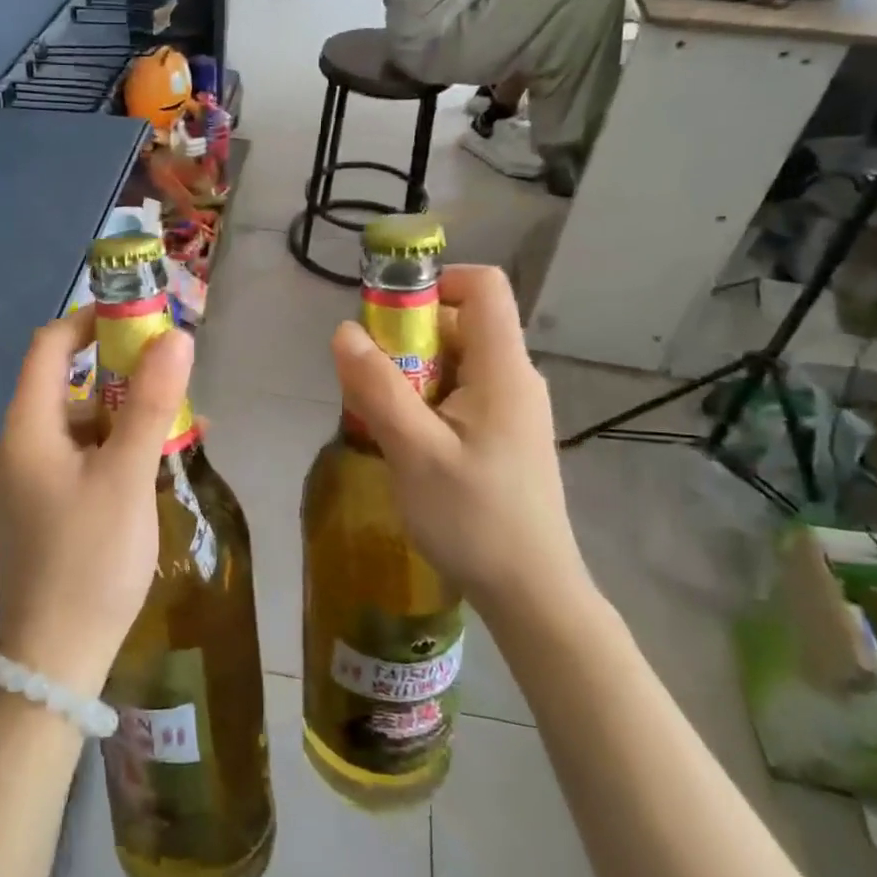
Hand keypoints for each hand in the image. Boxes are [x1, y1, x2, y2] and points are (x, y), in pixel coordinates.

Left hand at [0, 308, 192, 695]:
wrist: (53, 661)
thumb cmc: (90, 561)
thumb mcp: (128, 476)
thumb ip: (151, 403)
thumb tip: (176, 335)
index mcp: (26, 429)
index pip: (49, 347)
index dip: (91, 322)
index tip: (139, 318)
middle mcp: (16, 446)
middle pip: (66, 386)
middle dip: (120, 374)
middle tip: (172, 377)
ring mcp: (24, 481)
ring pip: (76, 426)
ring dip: (123, 416)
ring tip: (178, 426)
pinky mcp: (38, 509)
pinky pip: (76, 459)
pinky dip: (111, 450)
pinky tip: (151, 467)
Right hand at [328, 265, 592, 618]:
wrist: (532, 593)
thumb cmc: (474, 518)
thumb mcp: (414, 450)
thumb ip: (377, 386)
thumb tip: (344, 330)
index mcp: (504, 369)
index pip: (484, 286)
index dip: (435, 283)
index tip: (388, 316)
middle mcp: (515, 379)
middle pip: (461, 325)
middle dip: (408, 340)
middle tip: (370, 381)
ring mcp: (513, 410)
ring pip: (456, 365)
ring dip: (412, 376)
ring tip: (383, 420)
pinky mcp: (505, 438)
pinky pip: (461, 397)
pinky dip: (427, 403)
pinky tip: (407, 444)